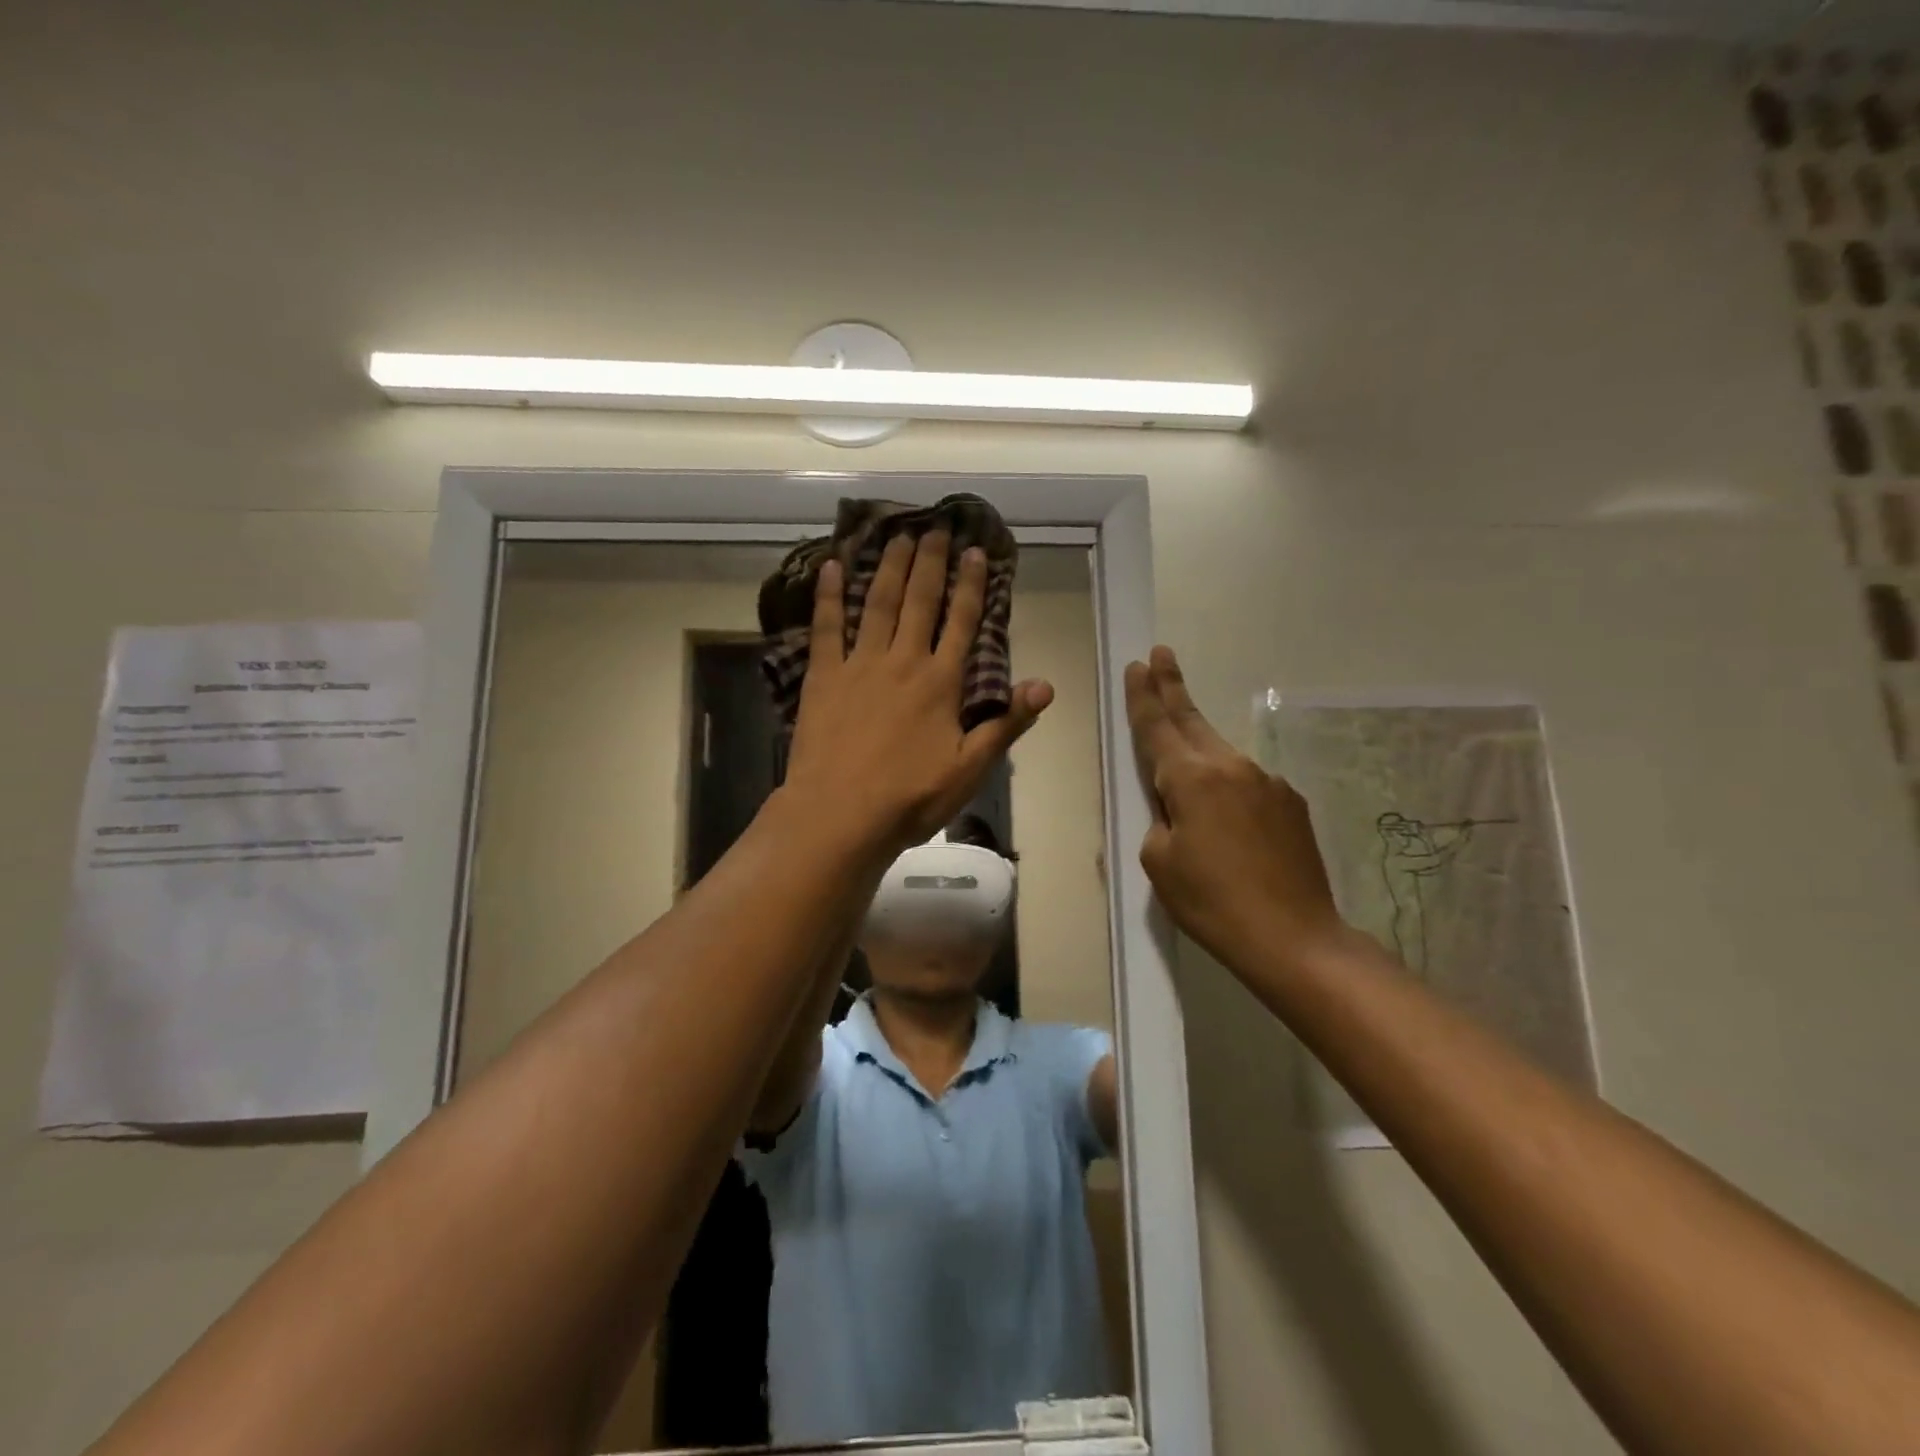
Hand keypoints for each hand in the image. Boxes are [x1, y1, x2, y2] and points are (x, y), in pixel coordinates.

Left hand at [783, 531, 1051, 855]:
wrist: (840, 814)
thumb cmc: (910, 797)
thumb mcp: (970, 768)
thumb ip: (1006, 724)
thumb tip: (1045, 685)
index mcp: (941, 683)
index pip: (962, 623)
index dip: (971, 586)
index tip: (975, 552)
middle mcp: (903, 661)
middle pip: (920, 602)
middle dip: (930, 563)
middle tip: (936, 527)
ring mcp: (859, 665)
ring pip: (878, 604)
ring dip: (889, 567)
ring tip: (897, 535)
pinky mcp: (823, 677)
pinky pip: (825, 627)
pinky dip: (830, 596)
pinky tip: (832, 567)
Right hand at [1126, 646, 1345, 973]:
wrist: (1295, 939)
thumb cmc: (1213, 903)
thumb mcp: (1160, 863)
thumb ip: (1158, 820)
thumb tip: (1173, 808)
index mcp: (1192, 779)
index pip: (1158, 726)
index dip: (1144, 695)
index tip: (1137, 665)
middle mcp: (1231, 767)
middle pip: (1193, 720)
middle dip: (1173, 687)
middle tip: (1160, 655)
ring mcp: (1268, 782)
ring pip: (1221, 754)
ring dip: (1198, 745)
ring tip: (1182, 755)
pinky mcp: (1292, 804)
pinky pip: (1248, 784)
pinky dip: (1229, 788)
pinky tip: (1227, 821)